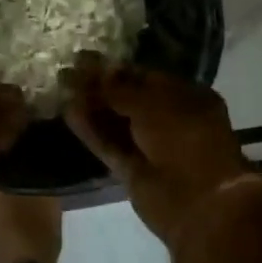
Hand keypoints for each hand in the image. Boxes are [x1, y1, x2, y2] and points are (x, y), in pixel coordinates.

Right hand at [63, 57, 253, 248]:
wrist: (198, 203)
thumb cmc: (184, 139)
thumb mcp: (151, 104)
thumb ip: (118, 88)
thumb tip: (91, 67)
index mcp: (188, 98)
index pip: (147, 77)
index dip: (117, 69)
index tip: (88, 59)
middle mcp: (170, 120)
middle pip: (129, 99)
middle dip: (100, 86)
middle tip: (68, 71)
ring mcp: (151, 147)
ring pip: (117, 122)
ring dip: (92, 107)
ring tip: (63, 87)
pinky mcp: (134, 171)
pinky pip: (110, 145)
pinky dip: (91, 131)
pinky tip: (69, 113)